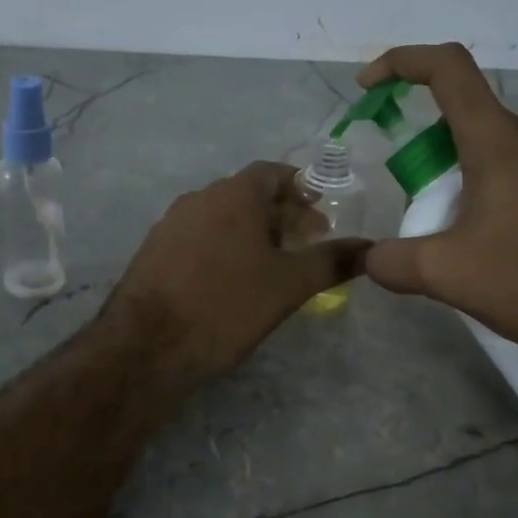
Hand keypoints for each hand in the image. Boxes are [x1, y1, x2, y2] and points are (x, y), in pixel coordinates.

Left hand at [105, 161, 368, 386]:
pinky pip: (199, 237)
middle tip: (306, 243)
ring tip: (273, 264)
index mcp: (233, 194)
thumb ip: (331, 262)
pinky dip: (223, 247)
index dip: (301, 188)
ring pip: (221, 217)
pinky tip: (231, 280)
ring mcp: (171, 223)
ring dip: (251, 232)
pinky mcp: (154, 251)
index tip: (321, 212)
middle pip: (248, 194)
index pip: (273, 173)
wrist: (147, 345)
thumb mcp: (288, 286)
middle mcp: (199, 198)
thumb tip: (371, 248)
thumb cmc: (226, 305)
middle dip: (280, 214)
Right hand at [358, 44, 517, 358]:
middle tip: (420, 212)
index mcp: (499, 139)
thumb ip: (395, 262)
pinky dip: (491, 191)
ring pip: (492, 148)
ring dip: (459, 179)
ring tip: (458, 239)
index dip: (401, 62)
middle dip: (426, 155)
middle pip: (463, 119)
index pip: (447, 68)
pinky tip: (497, 244)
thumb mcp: (451, 276)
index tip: (368, 87)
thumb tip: (371, 258)